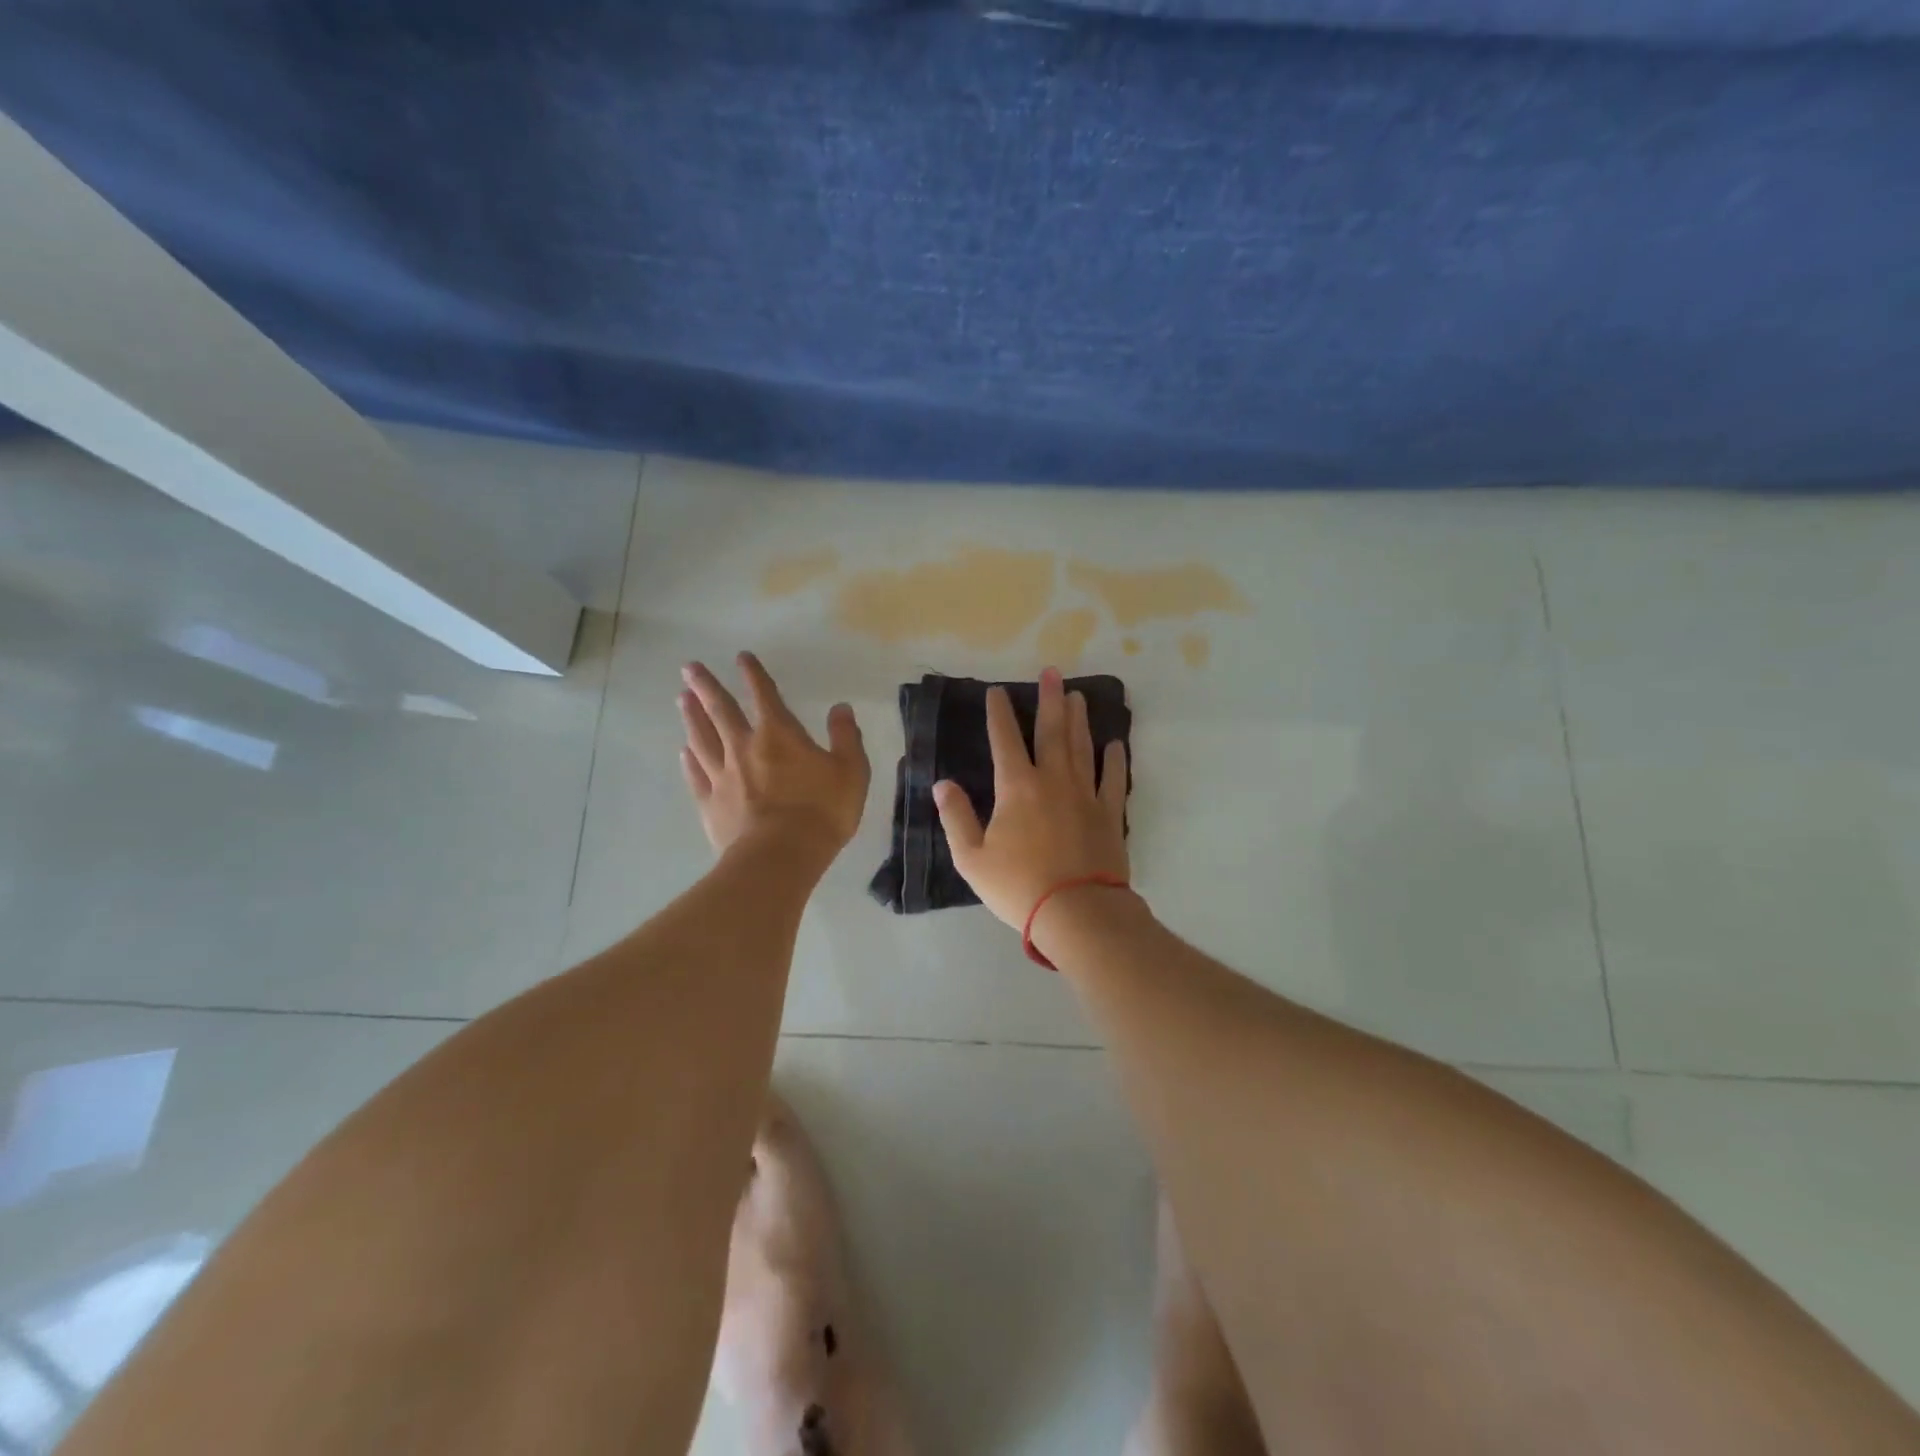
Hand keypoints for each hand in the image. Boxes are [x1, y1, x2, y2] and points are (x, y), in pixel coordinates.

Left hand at [678, 653, 869, 861]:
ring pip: (702, 739)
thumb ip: (846, 737)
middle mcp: (744, 747)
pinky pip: (696, 775)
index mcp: (779, 735)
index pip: (764, 694)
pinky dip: (689, 760)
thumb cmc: (821, 812)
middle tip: (689, 668)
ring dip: (692, 717)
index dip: (753, 674)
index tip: (742, 657)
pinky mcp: (710, 805)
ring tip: (681, 699)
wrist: (780, 858)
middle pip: (720, 710)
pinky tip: (683, 752)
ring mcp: (723, 776)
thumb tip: (841, 708)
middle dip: (706, 686)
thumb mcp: (851, 772)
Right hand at [933, 668, 1129, 929]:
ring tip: (1079, 696)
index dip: (999, 714)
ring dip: (1079, 719)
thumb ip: (956, 817)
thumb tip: (942, 784)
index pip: (1005, 740)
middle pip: (1052, 731)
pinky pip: (1113, 779)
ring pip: (1082, 747)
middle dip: (1050, 700)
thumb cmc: (1018, 886)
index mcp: (1017, 788)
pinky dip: (1114, 760)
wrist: (1077, 912)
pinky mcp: (1109, 814)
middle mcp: (1053, 780)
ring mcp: (1085, 795)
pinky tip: (1115, 743)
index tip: (997, 691)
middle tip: (1053, 672)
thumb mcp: (972, 858)